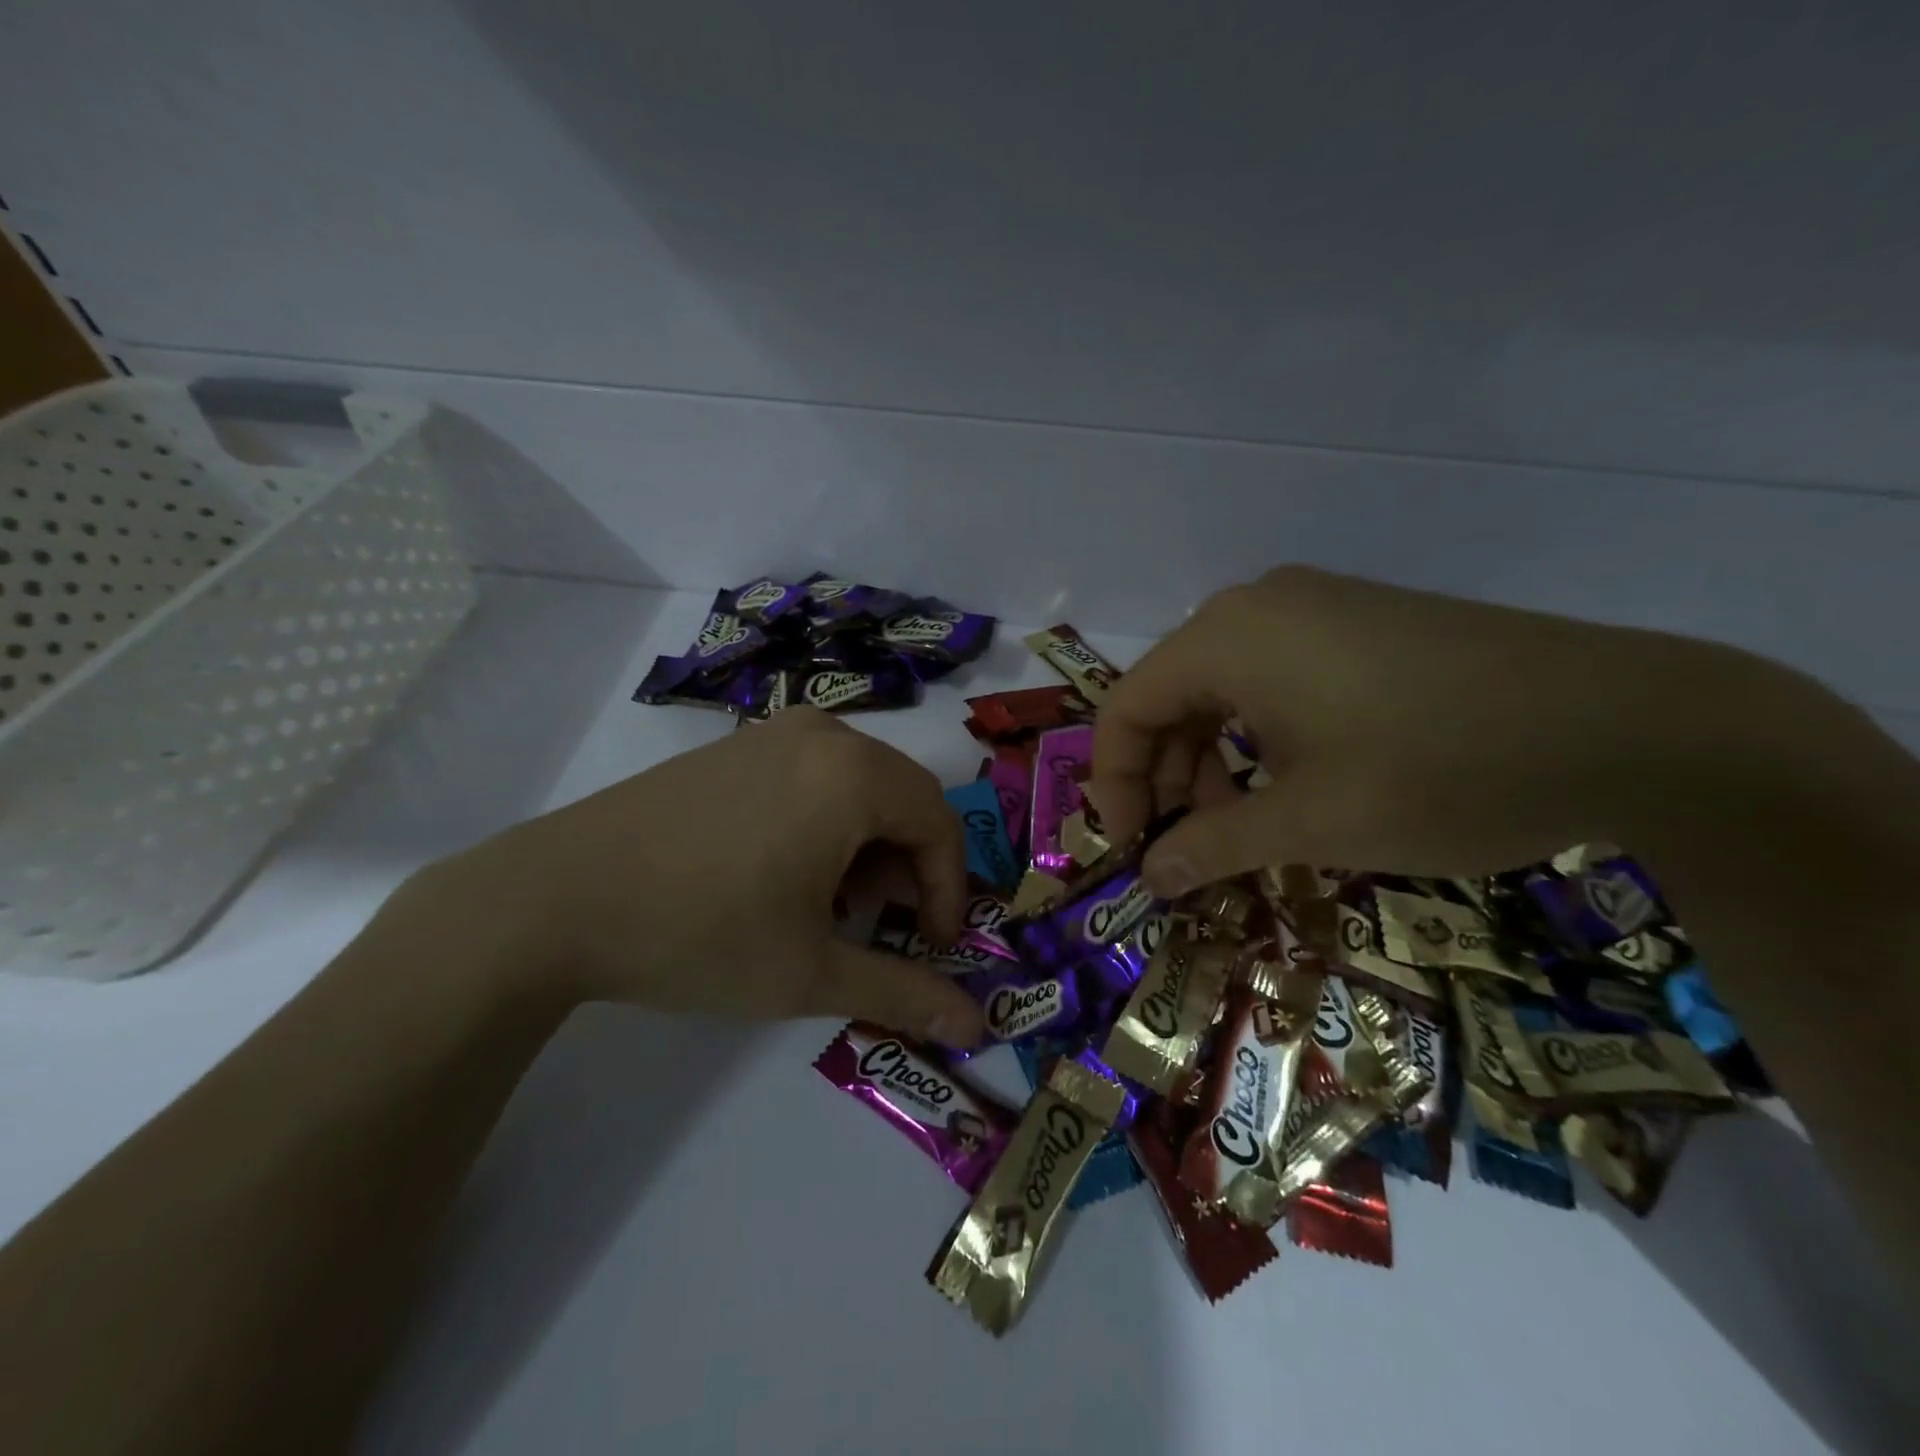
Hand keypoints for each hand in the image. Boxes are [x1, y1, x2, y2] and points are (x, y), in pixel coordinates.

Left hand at [416, 707, 984, 1045]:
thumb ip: (903, 993)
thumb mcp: (811, 973)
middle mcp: (823, 736)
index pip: (941, 825)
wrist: (554, 899)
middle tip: (879, 928)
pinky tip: (785, 874)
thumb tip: (975, 1025)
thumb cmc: (700, 933)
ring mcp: (773, 733)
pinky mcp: (736, 746)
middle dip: (908, 869)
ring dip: (867, 848)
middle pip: (903, 799)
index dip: (948, 891)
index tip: (930, 947)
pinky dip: (827, 824)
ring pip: (860, 786)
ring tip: (830, 907)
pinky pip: (814, 777)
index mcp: (853, 774)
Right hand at [1090, 566, 1797, 894]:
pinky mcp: (1360, 621)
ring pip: (1221, 687)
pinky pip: (1272, 676)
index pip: (1126, 708)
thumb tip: (1150, 876)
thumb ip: (1212, 846)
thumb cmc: (1439, 771)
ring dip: (1212, 760)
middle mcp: (1256, 606)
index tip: (1133, 848)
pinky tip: (1294, 780)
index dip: (1114, 784)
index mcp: (1226, 637)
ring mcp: (1314, 606)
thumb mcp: (1310, 821)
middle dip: (1166, 776)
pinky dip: (1258, 734)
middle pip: (1170, 695)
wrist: (1632, 722)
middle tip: (1189, 846)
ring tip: (1245, 823)